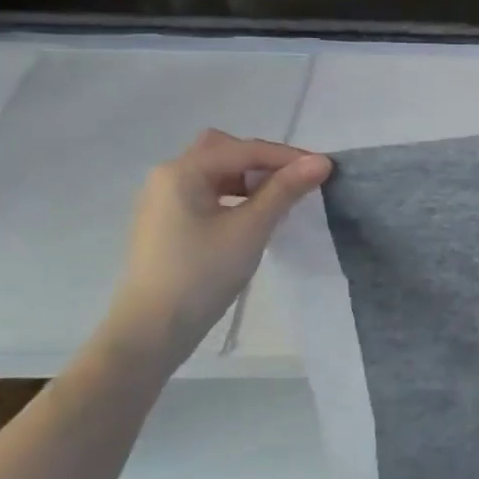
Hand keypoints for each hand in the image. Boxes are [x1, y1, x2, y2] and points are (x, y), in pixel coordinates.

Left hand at [102, 129, 331, 365]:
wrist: (153, 328)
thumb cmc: (202, 274)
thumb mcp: (250, 229)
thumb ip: (285, 191)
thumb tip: (321, 162)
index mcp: (183, 171)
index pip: (245, 150)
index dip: (288, 156)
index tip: (325, 169)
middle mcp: (168, 176)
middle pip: (224, 151)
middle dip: (263, 160)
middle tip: (295, 181)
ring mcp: (164, 199)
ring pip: (215, 172)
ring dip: (249, 178)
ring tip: (280, 199)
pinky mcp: (168, 222)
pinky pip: (207, 193)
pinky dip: (234, 195)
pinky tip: (254, 216)